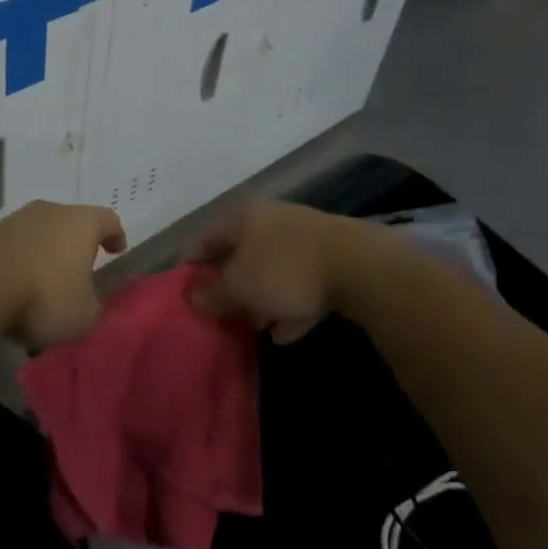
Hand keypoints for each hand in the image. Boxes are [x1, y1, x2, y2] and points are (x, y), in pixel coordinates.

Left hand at [0, 201, 126, 351]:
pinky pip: (11, 247)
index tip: (116, 250)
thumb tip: (87, 303)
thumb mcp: (83, 317)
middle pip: (69, 222)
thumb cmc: (44, 296)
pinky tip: (11, 290)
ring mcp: (14, 219)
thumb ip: (93, 307)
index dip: (114, 235)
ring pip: (37, 233)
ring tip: (40, 288)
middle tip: (78, 272)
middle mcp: (49, 211)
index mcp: (82, 222)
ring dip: (42, 254)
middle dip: (74, 246)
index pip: (108, 219)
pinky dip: (16, 263)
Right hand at [190, 199, 399, 342]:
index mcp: (244, 217)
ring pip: (273, 269)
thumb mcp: (240, 286)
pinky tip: (288, 331)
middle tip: (223, 312)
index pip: (207, 238)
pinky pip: (302, 282)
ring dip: (263, 297)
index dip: (194, 264)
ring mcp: (305, 237)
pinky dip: (291, 305)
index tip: (187, 289)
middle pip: (242, 253)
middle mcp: (272, 220)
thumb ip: (214, 294)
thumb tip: (194, 297)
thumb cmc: (284, 269)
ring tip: (257, 326)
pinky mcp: (333, 258)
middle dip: (232, 284)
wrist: (360, 267)